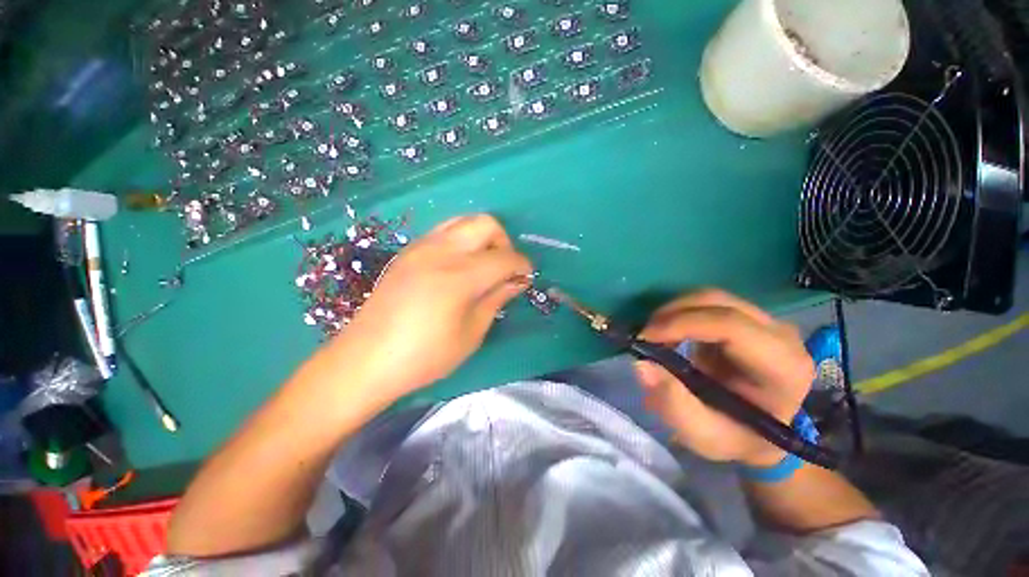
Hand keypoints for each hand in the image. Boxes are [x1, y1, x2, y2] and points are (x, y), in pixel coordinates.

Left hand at [329, 214, 532, 402]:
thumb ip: (496, 299)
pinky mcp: (409, 252)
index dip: (522, 265)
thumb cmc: (424, 356)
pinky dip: (462, 240)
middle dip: (504, 242)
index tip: (527, 277)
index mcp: (459, 276)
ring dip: (482, 238)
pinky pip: (444, 231)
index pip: (504, 257)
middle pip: (486, 224)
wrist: (366, 359)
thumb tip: (517, 281)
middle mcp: (441, 251)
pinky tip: (459, 266)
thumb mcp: (471, 333)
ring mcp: (421, 247)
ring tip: (483, 265)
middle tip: (504, 269)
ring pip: (464, 221)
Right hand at [633, 289, 814, 466]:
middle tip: (644, 335)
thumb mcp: (703, 435)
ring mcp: (766, 322)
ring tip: (655, 336)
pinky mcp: (748, 319)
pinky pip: (707, 304)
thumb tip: (642, 365)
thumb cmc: (736, 438)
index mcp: (782, 367)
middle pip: (718, 301)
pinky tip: (669, 334)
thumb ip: (674, 405)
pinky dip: (680, 313)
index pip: (731, 325)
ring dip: (673, 312)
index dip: (682, 323)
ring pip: (710, 297)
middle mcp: (781, 335)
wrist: (759, 434)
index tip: (645, 337)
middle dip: (672, 313)